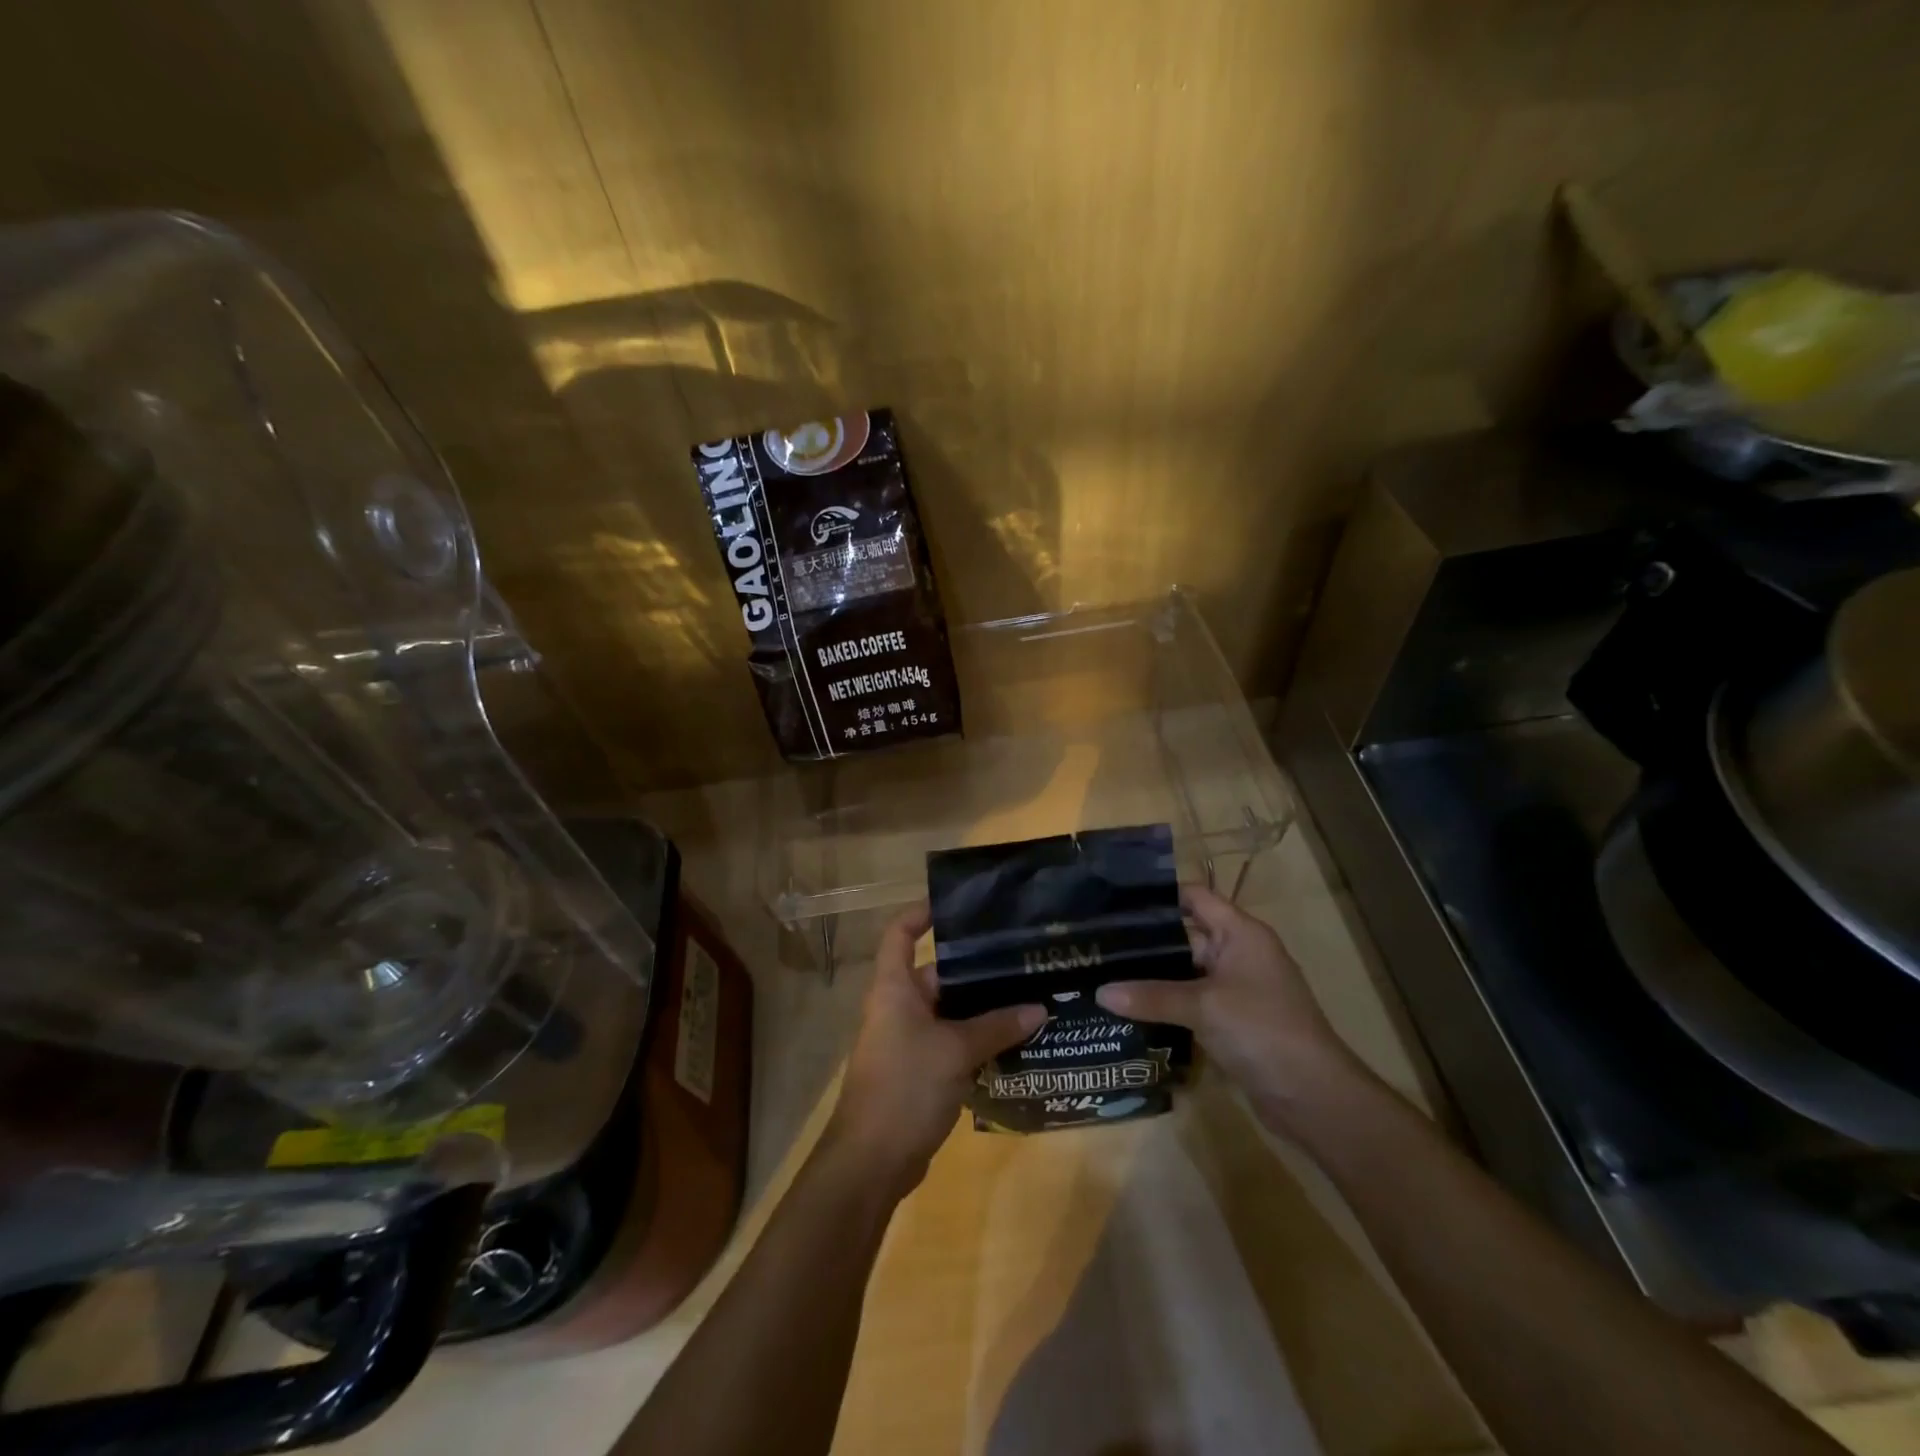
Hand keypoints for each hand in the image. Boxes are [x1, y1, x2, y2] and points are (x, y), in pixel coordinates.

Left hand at [825, 903, 1043, 1196]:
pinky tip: (1019, 1040)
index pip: (900, 933)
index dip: (922, 912)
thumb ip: (996, 1027)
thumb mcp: (955, 1051)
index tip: (959, 904)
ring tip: (1031, 995)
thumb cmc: (905, 1087)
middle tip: (1020, 958)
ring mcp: (909, 1041)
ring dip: (984, 1009)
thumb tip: (1038, 1008)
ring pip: (951, 1012)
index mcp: (894, 988)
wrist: (871, 1162)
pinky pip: (954, 1043)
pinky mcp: (921, 1071)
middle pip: (938, 973)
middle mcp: (899, 1007)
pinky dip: (980, 1040)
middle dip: (976, 968)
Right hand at [1094, 883, 1361, 1131]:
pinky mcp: (1232, 1021)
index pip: (1194, 897)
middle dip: (1145, 940)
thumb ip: (1150, 996)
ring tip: (1104, 972)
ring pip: (1185, 971)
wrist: (1314, 1097)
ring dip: (1152, 976)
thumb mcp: (1203, 1007)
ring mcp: (1236, 989)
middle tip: (1097, 941)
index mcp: (1240, 933)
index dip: (1158, 896)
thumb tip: (1100, 993)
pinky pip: (1191, 1001)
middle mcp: (1239, 953)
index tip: (1114, 901)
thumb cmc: (1262, 1030)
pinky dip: (1165, 1003)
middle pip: (1185, 935)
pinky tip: (1129, 1008)